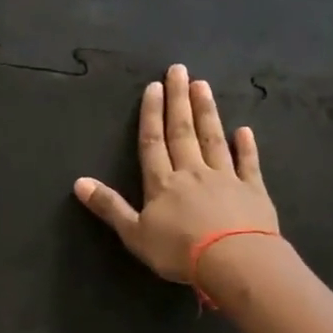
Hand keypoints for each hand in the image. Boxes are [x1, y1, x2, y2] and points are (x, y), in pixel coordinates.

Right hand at [73, 64, 279, 283]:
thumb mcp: (134, 234)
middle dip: (179, 101)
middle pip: (182, 131)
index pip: (153, 142)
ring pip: (213, 139)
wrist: (234, 261)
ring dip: (207, 112)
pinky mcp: (253, 190)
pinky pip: (248, 163)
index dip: (152, 114)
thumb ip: (109, 206)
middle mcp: (192, 172)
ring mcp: (225, 178)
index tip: (154, 87)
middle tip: (179, 70)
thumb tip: (79, 182)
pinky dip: (246, 146)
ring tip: (203, 85)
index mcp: (162, 183)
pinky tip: (244, 130)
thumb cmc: (179, 251)